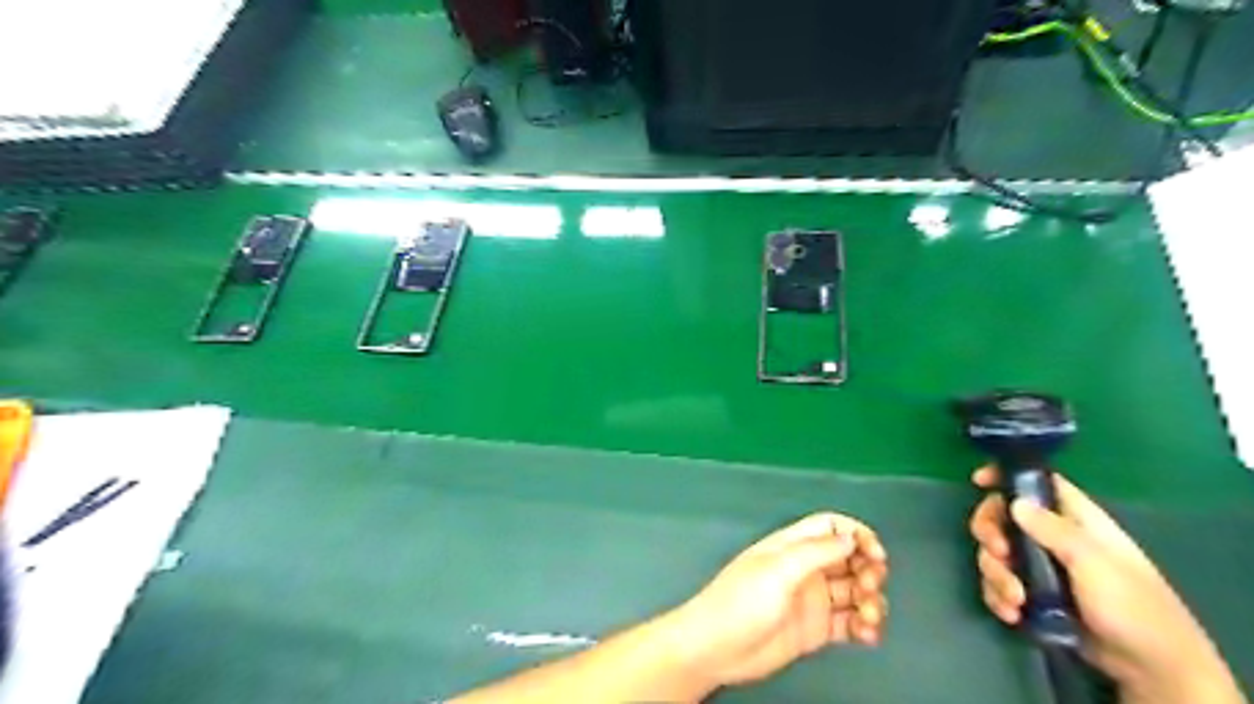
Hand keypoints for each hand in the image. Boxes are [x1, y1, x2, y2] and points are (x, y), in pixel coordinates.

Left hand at [666, 511, 889, 691]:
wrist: (716, 648)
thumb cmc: (741, 602)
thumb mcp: (778, 570)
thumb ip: (815, 552)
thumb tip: (851, 538)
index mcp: (792, 546)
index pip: (831, 527)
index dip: (857, 535)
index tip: (876, 554)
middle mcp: (805, 568)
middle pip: (848, 558)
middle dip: (868, 568)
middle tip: (870, 586)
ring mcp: (811, 599)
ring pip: (853, 591)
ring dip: (870, 601)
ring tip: (868, 618)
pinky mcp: (815, 629)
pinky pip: (849, 622)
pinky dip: (864, 627)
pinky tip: (867, 636)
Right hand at [962, 468, 1237, 703]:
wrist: (1151, 668)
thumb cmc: (1133, 606)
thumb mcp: (1095, 563)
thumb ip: (1054, 530)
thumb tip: (1014, 502)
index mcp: (1075, 520)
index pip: (1037, 483)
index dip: (1006, 477)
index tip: (978, 482)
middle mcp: (1052, 538)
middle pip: (1003, 517)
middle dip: (990, 534)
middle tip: (999, 553)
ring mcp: (1041, 567)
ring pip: (996, 554)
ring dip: (996, 575)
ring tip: (1016, 600)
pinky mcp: (1033, 595)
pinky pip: (999, 585)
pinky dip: (998, 597)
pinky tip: (1012, 615)